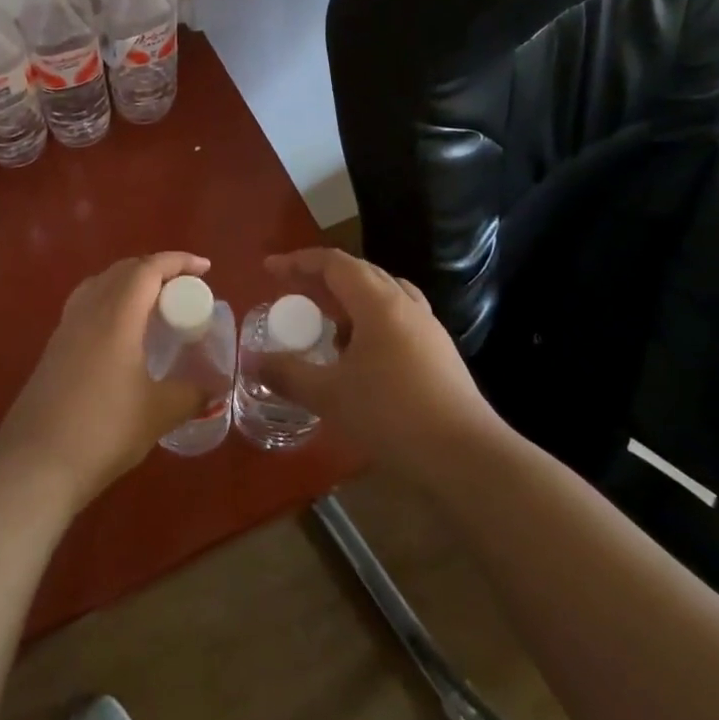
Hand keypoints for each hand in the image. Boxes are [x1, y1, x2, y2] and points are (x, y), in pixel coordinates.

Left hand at [0, 252, 210, 509]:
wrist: (35, 464)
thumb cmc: (103, 431)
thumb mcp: (158, 414)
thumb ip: (191, 394)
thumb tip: (214, 386)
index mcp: (116, 315)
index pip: (148, 269)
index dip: (178, 261)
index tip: (205, 269)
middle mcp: (89, 310)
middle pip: (123, 270)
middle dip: (156, 269)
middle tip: (183, 289)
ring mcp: (66, 328)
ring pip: (101, 284)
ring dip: (130, 283)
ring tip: (153, 305)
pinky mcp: (53, 348)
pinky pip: (86, 304)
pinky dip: (110, 302)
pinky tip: (120, 334)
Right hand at [255, 248, 500, 486]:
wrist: (467, 457)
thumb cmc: (392, 415)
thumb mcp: (330, 396)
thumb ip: (287, 375)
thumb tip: (251, 362)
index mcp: (378, 302)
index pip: (334, 263)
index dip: (298, 262)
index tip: (270, 269)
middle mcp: (405, 304)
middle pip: (360, 273)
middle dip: (323, 279)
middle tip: (294, 294)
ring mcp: (428, 328)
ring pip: (383, 296)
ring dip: (350, 301)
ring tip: (327, 325)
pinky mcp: (440, 354)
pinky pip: (397, 320)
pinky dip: (371, 323)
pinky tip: (361, 357)